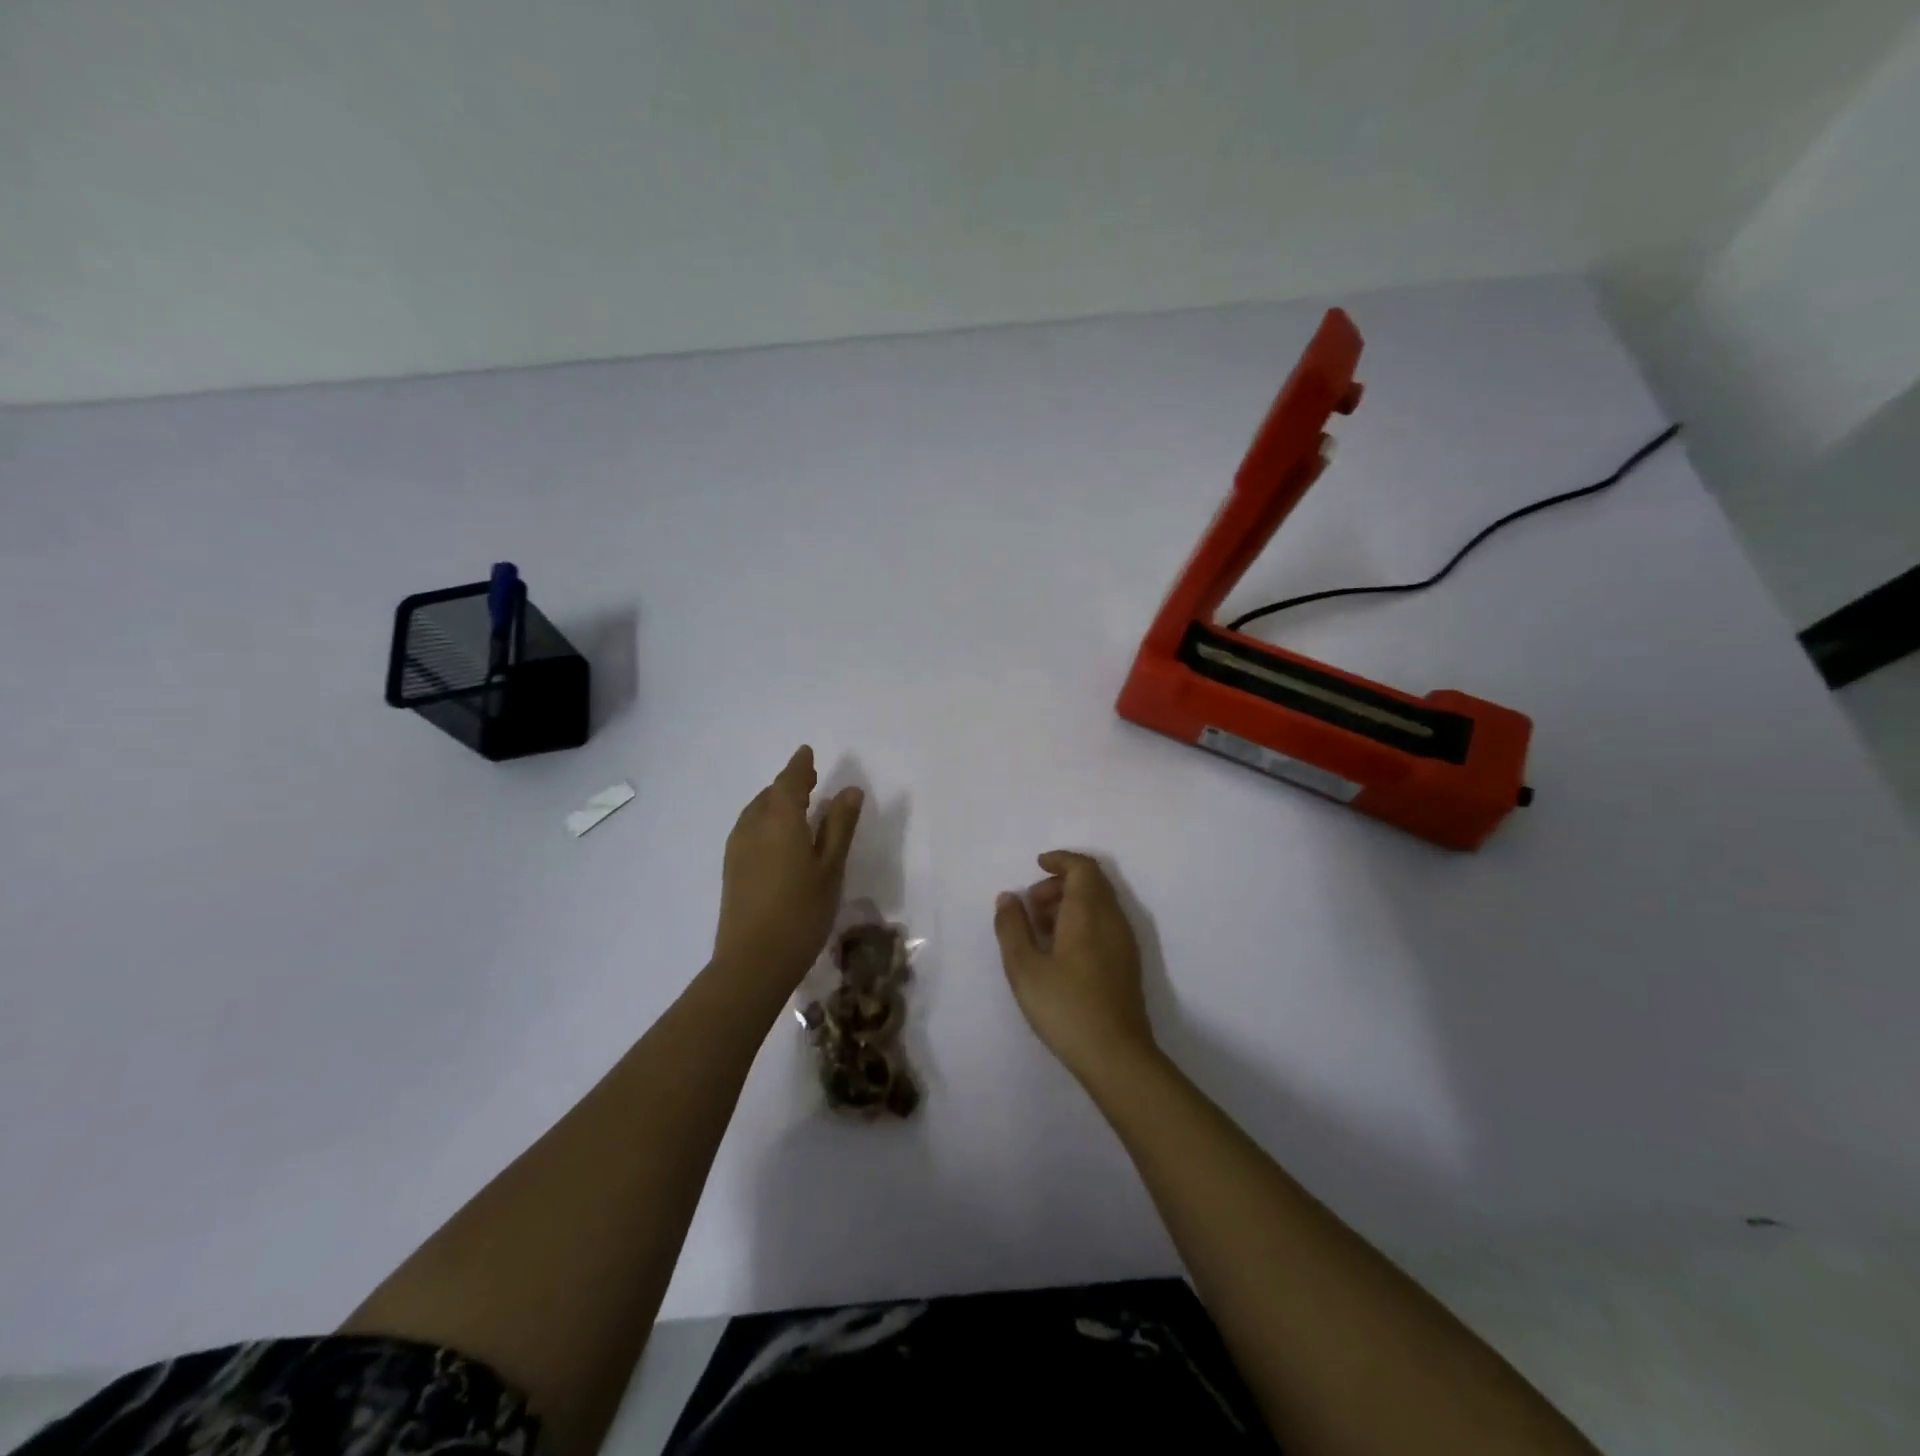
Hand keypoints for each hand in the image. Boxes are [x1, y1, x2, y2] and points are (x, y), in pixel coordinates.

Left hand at [714, 746, 862, 992]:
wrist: (752, 961)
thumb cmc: (802, 911)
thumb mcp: (830, 867)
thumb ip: (839, 826)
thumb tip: (850, 790)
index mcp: (780, 819)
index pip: (790, 780)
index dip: (800, 765)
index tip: (808, 752)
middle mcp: (753, 825)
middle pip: (771, 794)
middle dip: (790, 783)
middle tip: (810, 779)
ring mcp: (737, 847)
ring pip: (757, 811)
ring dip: (776, 802)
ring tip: (797, 806)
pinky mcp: (731, 868)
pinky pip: (750, 828)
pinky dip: (766, 820)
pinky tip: (779, 837)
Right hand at [994, 851, 1157, 1083]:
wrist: (1116, 1056)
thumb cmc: (1066, 1007)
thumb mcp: (1024, 968)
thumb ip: (1012, 927)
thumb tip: (1008, 897)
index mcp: (1089, 912)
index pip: (1082, 867)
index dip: (1060, 860)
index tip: (1036, 866)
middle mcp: (1112, 919)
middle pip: (1092, 882)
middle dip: (1060, 883)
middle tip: (1031, 905)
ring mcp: (1124, 941)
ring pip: (1099, 903)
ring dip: (1070, 903)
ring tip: (1040, 930)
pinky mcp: (1127, 962)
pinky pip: (1105, 923)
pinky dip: (1082, 920)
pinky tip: (1060, 951)